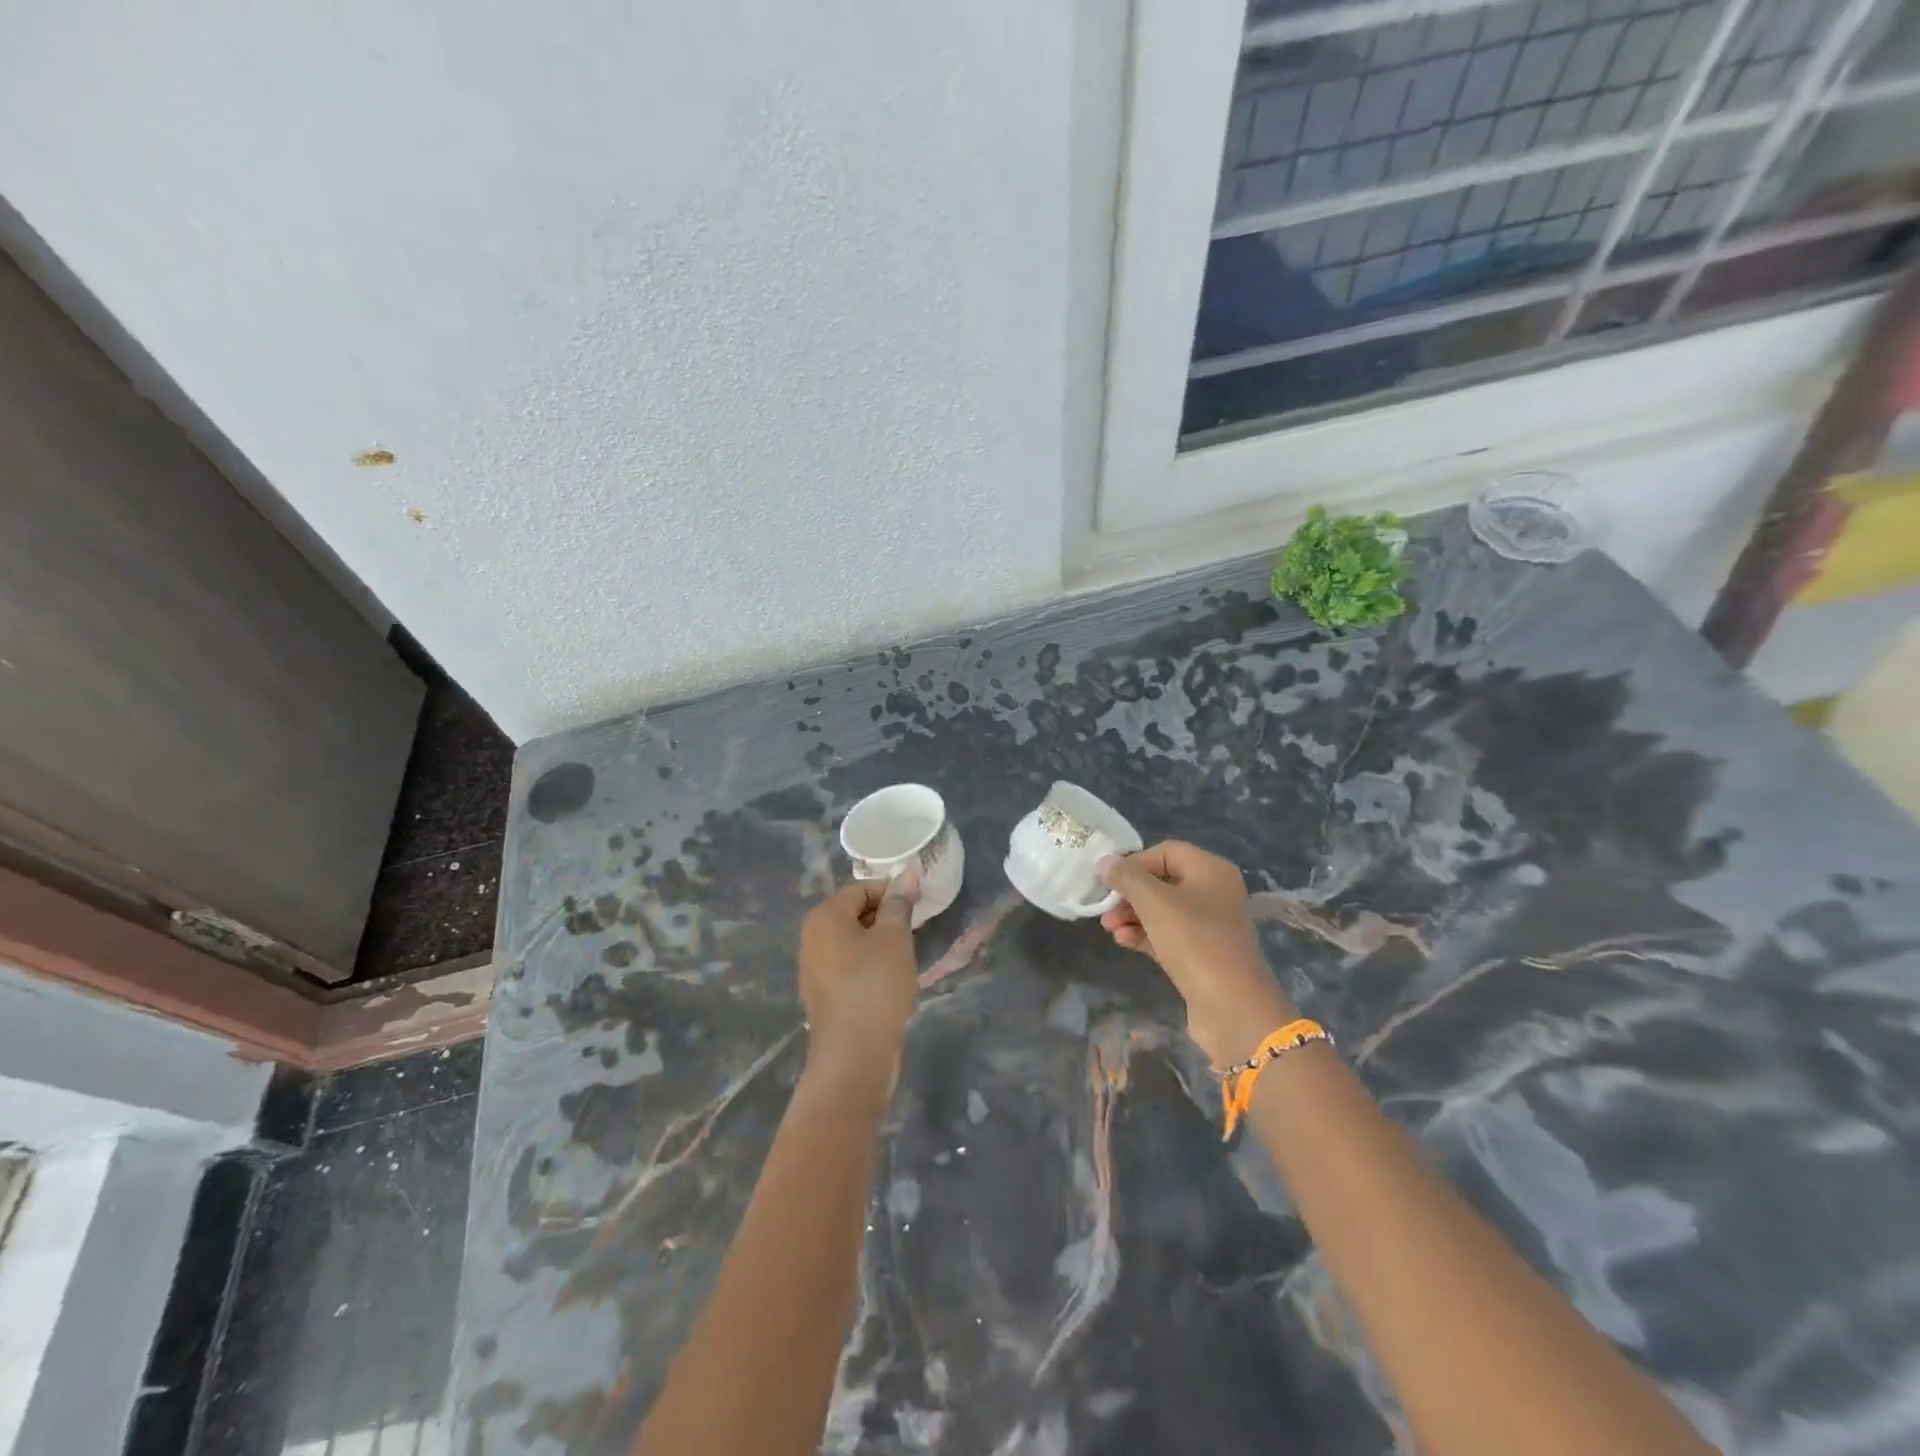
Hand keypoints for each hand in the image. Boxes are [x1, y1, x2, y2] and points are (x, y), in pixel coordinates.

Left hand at [798, 878, 919, 1087]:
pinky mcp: (823, 994)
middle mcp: (812, 937)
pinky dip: (870, 967)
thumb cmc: (875, 985)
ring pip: (853, 941)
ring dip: (880, 944)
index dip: (893, 893)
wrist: (854, 1055)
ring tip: (905, 958)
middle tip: (914, 932)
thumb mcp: (895, 937)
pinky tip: (890, 983)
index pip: (862, 888)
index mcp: (824, 916)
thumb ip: (900, 903)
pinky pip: (849, 967)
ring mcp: (814, 968)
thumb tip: (908, 871)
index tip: (919, 907)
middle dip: (886, 918)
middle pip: (855, 913)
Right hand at [1100, 841, 1296, 1066]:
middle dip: (1130, 893)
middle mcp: (1213, 892)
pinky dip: (1144, 934)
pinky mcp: (1201, 954)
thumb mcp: (1154, 902)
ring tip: (1108, 927)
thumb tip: (1104, 862)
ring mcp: (1208, 925)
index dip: (1135, 862)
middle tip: (1105, 907)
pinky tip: (1123, 941)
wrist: (1232, 1007)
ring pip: (1162, 910)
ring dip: (1132, 915)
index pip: (1165, 851)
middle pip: (1162, 881)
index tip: (1110, 881)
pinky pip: (1166, 934)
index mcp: (1211, 870)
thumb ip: (1126, 877)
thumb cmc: (1194, 941)